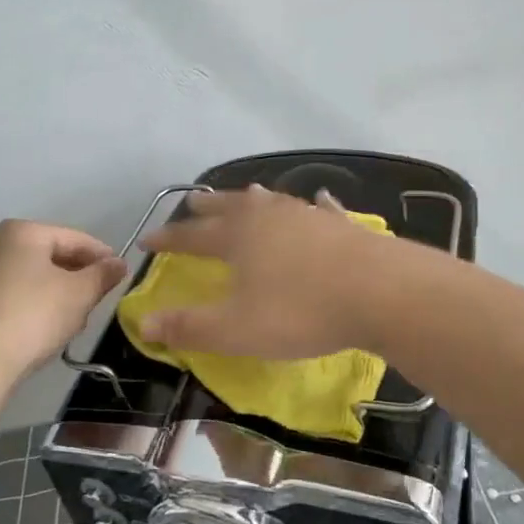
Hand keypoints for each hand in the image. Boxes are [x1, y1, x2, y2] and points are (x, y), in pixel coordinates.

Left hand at [0, 220, 127, 379]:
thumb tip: (118, 263)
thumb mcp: (79, 294)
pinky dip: (30, 305)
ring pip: (29, 276)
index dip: (101, 255)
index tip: (120, 274)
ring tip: (73, 318)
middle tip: (97, 298)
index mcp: (22, 231)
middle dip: (76, 275)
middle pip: (49, 255)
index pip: (73, 238)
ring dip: (55, 292)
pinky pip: (10, 294)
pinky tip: (42, 328)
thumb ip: (102, 275)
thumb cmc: (33, 316)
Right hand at [136, 186, 391, 357]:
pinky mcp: (342, 225)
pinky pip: (320, 209)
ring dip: (253, 199)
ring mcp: (307, 216)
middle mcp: (268, 217)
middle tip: (192, 203)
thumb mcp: (237, 330)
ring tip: (246, 193)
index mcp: (238, 237)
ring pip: (272, 201)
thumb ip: (189, 327)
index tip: (147, 239)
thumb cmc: (301, 311)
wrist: (380, 292)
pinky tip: (318, 200)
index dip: (168, 239)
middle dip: (207, 208)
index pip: (192, 236)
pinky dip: (313, 205)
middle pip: (230, 207)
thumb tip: (143, 323)